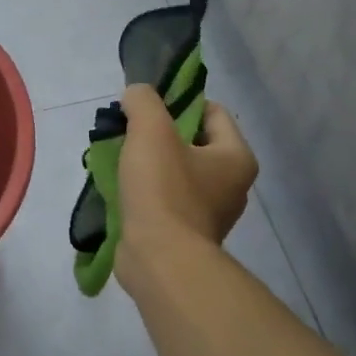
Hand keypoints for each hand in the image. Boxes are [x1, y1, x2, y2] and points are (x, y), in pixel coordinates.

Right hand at [115, 83, 257, 279]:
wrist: (160, 261)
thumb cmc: (164, 191)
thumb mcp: (151, 131)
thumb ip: (144, 101)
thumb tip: (136, 94)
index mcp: (236, 157)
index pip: (212, 111)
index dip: (179, 102)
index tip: (147, 109)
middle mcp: (231, 185)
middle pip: (192, 141)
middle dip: (158, 134)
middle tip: (128, 134)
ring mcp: (209, 212)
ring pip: (176, 171)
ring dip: (149, 163)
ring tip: (119, 161)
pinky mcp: (186, 234)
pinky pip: (166, 199)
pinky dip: (146, 192)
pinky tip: (122, 190)